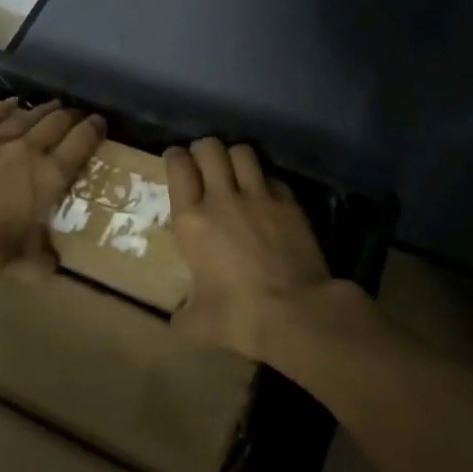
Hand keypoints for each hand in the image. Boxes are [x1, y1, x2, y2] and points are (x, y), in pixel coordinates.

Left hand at [0, 99, 104, 285]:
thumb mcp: (25, 261)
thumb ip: (44, 258)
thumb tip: (52, 264)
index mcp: (49, 177)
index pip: (80, 145)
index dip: (94, 130)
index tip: (100, 122)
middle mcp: (27, 151)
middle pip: (55, 124)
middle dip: (71, 115)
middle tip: (78, 113)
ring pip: (25, 117)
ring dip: (42, 109)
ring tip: (53, 104)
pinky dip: (3, 108)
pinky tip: (11, 102)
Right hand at [165, 137, 334, 359]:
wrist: (296, 313)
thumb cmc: (239, 317)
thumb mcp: (198, 324)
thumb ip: (183, 314)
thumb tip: (180, 319)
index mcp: (192, 221)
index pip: (178, 167)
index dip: (176, 157)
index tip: (177, 160)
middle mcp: (222, 198)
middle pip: (210, 148)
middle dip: (204, 149)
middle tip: (204, 162)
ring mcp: (259, 195)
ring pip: (243, 151)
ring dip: (235, 156)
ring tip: (235, 169)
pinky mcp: (289, 201)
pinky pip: (272, 176)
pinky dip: (265, 179)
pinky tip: (266, 193)